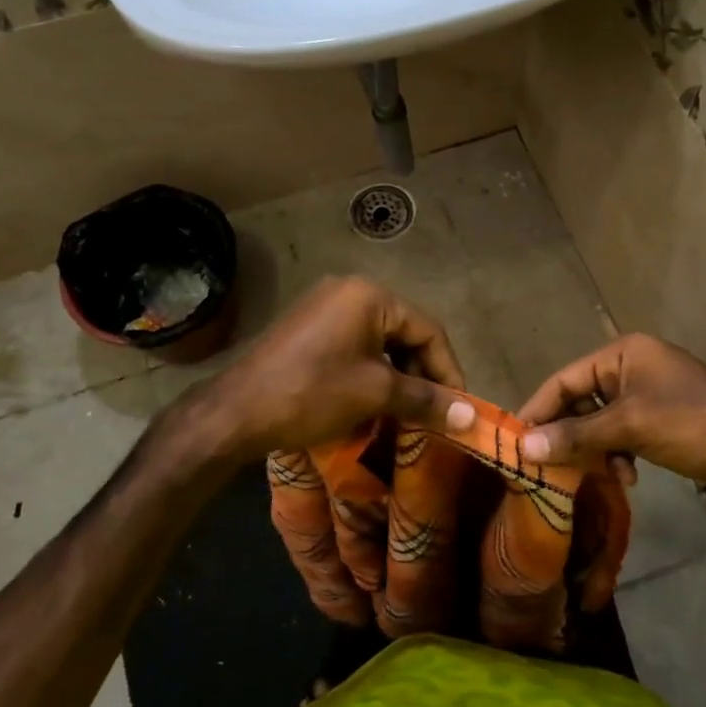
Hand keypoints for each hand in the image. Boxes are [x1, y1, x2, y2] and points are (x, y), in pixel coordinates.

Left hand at [199, 277, 475, 462]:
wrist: (236, 412)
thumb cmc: (313, 393)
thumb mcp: (376, 394)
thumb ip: (426, 400)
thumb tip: (469, 416)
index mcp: (369, 296)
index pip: (428, 330)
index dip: (448, 371)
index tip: (459, 407)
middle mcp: (348, 290)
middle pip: (404, 333)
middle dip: (422, 375)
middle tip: (433, 413)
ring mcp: (324, 307)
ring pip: (379, 342)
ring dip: (397, 377)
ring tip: (407, 412)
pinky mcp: (307, 328)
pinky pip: (354, 346)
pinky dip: (371, 373)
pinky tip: (374, 402)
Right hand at [517, 334, 705, 491]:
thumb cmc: (693, 425)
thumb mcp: (630, 427)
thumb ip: (575, 435)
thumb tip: (523, 446)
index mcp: (623, 353)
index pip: (564, 379)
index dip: (538, 410)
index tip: (514, 442)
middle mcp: (631, 366)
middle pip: (580, 400)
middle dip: (570, 434)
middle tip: (550, 468)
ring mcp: (648, 392)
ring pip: (600, 421)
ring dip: (596, 449)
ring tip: (604, 474)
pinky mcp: (660, 418)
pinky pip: (622, 433)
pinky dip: (619, 454)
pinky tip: (629, 476)